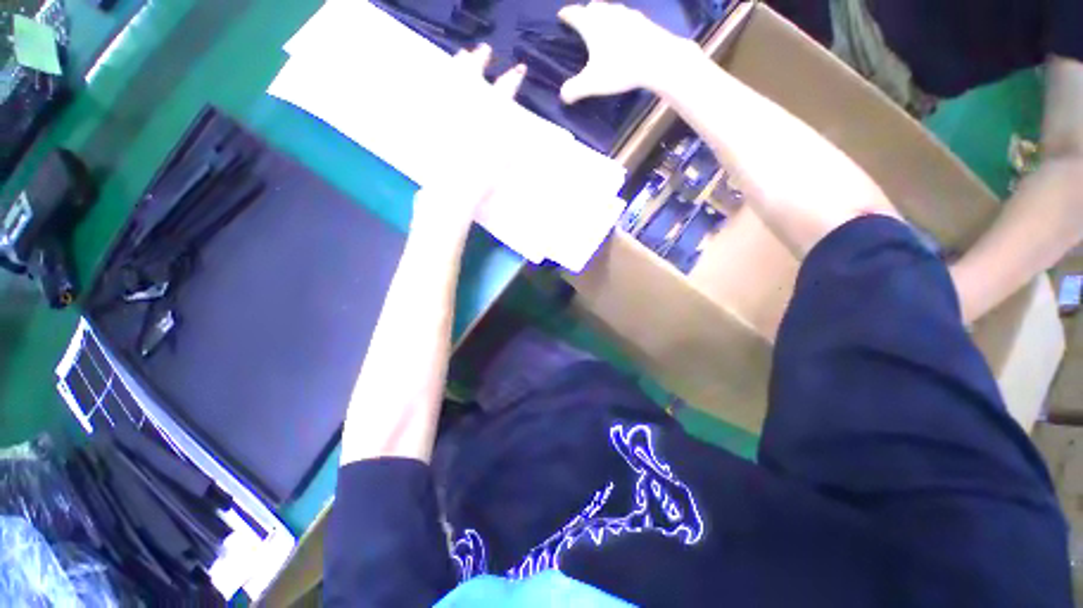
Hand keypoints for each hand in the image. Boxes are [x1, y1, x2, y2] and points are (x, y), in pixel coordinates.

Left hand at [412, 45, 526, 234]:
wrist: (452, 193)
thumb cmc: (480, 182)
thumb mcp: (502, 165)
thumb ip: (511, 146)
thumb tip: (520, 135)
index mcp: (486, 123)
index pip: (501, 97)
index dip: (511, 83)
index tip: (519, 70)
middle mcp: (466, 115)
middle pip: (472, 82)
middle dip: (479, 64)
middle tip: (483, 51)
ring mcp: (448, 120)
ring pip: (452, 86)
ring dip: (459, 69)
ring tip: (461, 56)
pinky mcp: (435, 129)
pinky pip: (436, 102)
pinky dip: (438, 89)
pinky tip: (437, 83)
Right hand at [558, 2, 694, 103]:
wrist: (657, 59)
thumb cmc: (620, 68)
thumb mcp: (592, 84)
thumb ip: (574, 89)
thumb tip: (562, 95)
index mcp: (591, 24)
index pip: (574, 13)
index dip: (566, 15)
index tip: (561, 17)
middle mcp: (608, 13)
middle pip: (593, 7)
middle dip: (585, 13)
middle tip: (583, 23)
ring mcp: (627, 14)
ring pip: (611, 9)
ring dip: (604, 16)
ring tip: (603, 29)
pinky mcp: (643, 21)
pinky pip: (627, 17)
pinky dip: (621, 23)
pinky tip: (624, 34)